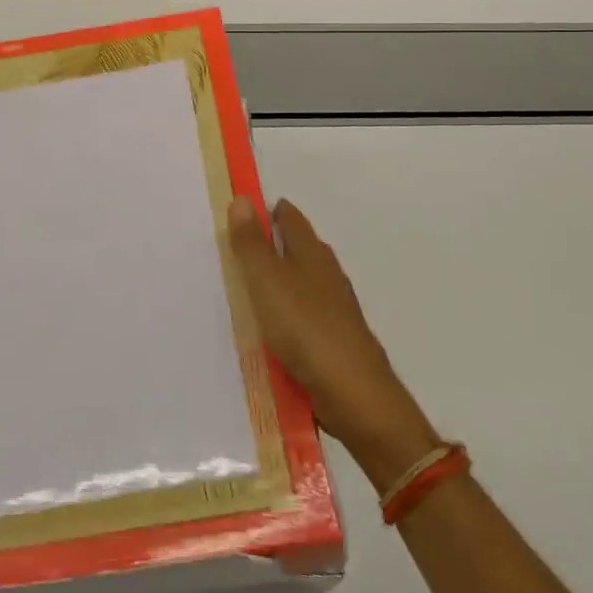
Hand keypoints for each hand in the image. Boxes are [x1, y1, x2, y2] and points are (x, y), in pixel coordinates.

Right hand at [227, 196, 438, 492]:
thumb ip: (251, 244)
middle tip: (240, 243)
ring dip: (281, 277)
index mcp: (312, 254)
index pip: (290, 218)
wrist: (353, 393)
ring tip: (250, 283)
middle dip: (275, 241)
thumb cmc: (305, 328)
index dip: (269, 210)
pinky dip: (287, 310)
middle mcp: (327, 274)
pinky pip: (304, 313)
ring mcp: (334, 308)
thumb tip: (242, 198)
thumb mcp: (267, 282)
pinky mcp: (334, 338)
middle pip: (300, 247)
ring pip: (304, 281)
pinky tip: (272, 325)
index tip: (244, 209)